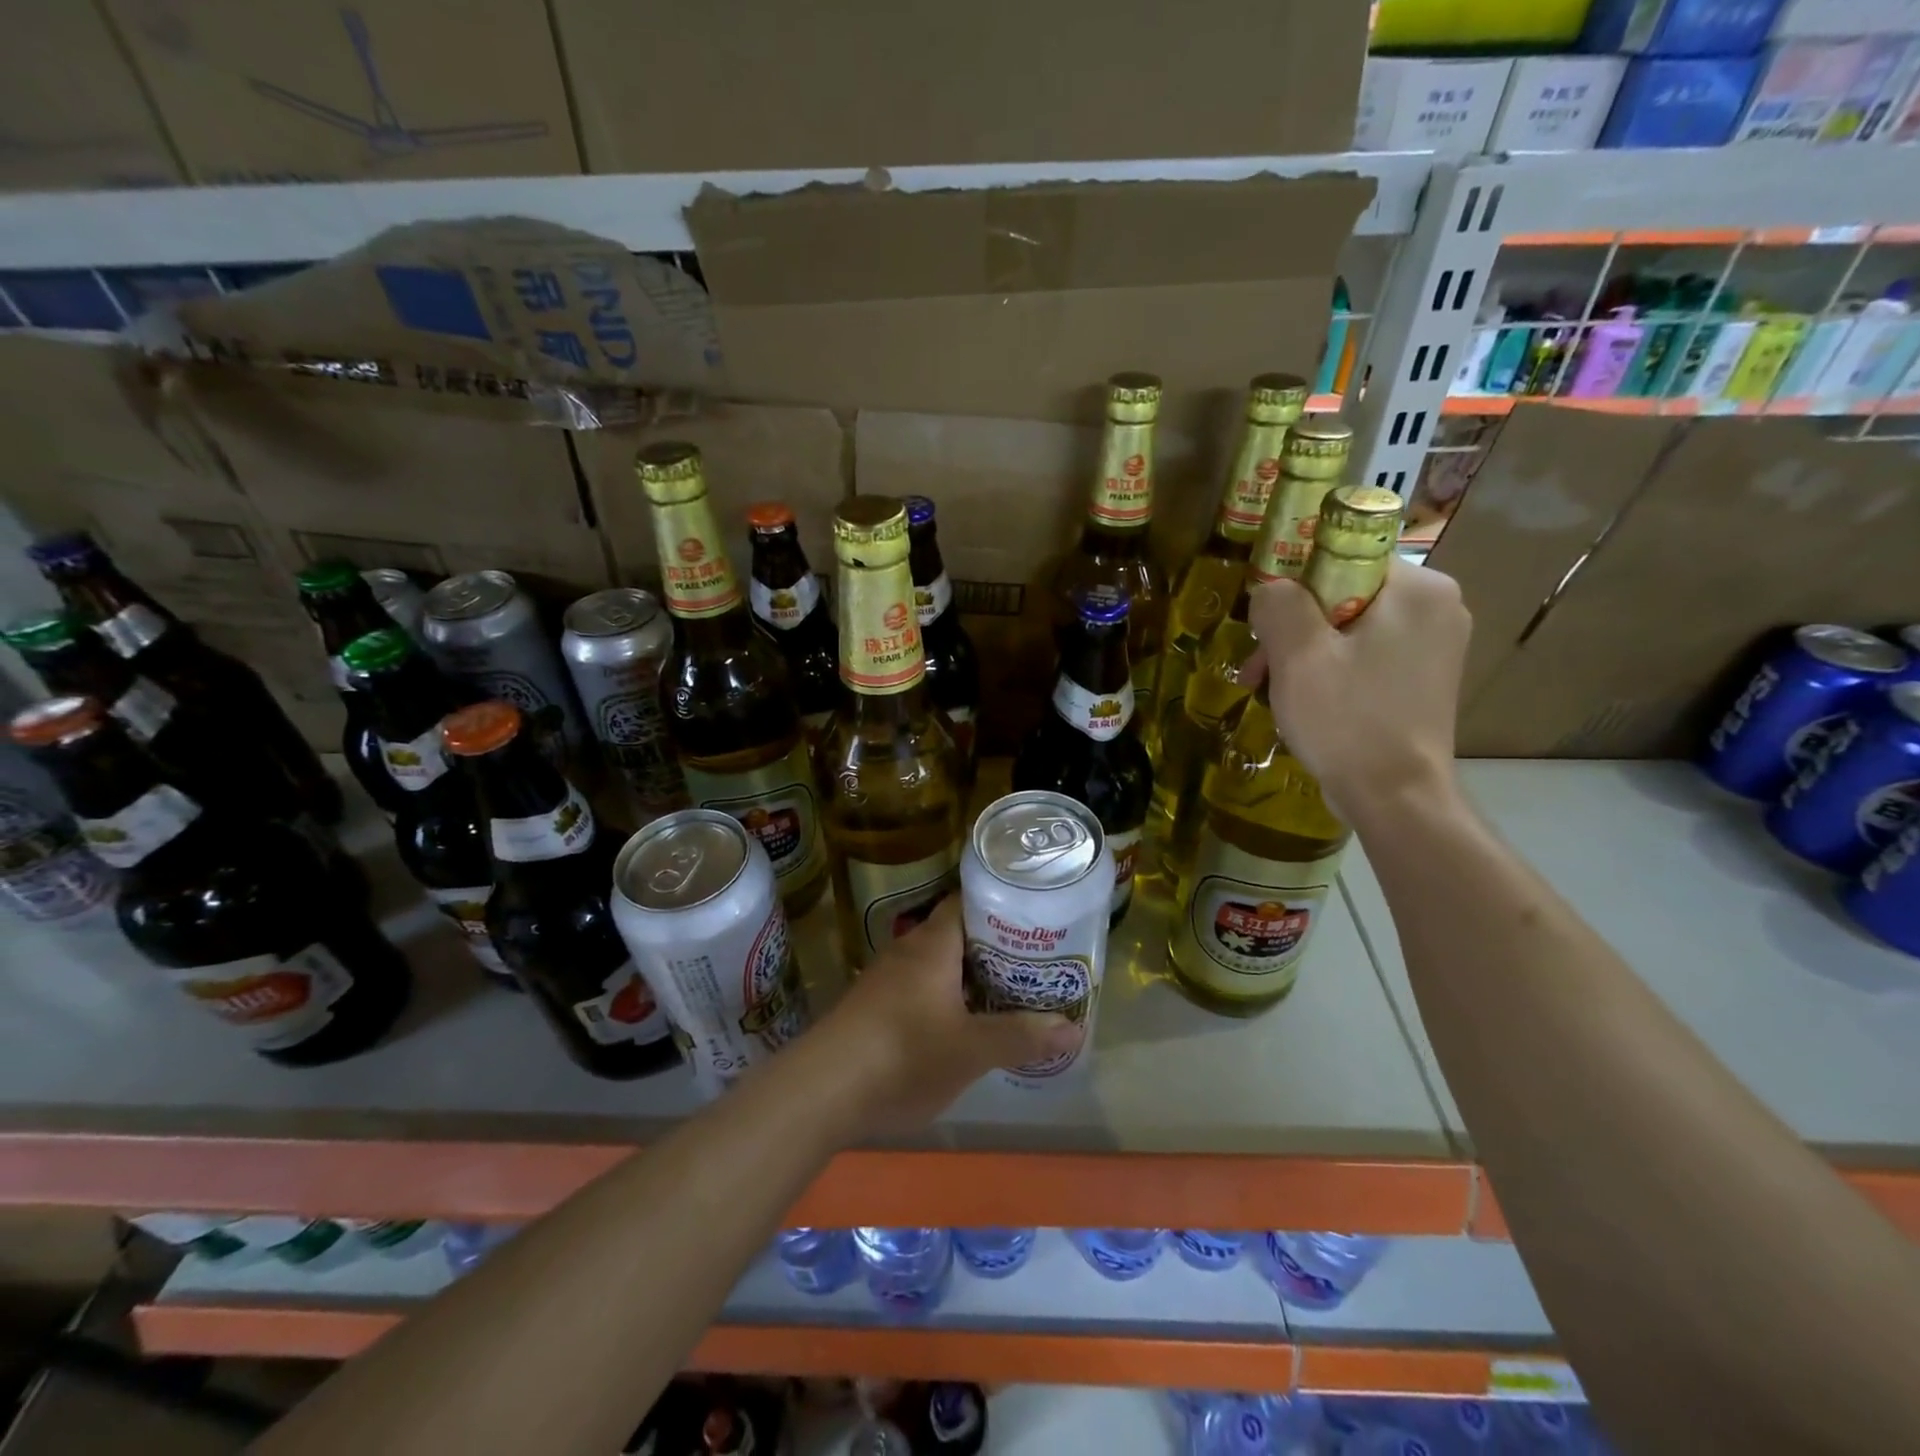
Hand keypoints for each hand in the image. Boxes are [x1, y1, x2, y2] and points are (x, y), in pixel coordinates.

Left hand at [816, 898, 1080, 1138]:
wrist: (822, 1091)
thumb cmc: (904, 1054)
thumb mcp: (971, 1050)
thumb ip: (1021, 1036)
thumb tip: (1075, 1027)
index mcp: (932, 945)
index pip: (968, 902)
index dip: (1001, 904)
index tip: (1035, 917)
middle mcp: (907, 952)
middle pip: (957, 935)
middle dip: (994, 948)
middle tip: (1035, 962)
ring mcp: (886, 981)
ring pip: (938, 966)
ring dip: (970, 977)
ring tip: (1009, 993)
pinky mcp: (874, 1010)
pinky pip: (920, 991)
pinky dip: (946, 999)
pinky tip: (964, 1026)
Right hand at [1237, 559, 1471, 823]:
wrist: (1396, 798)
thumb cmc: (1348, 720)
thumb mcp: (1298, 656)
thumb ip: (1279, 604)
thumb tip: (1270, 589)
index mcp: (1419, 590)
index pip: (1343, 556)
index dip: (1293, 582)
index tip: (1263, 621)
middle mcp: (1437, 608)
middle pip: (1343, 594)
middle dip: (1292, 628)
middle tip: (1256, 666)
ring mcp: (1434, 646)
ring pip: (1348, 628)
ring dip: (1302, 653)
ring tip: (1266, 688)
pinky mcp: (1422, 679)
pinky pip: (1363, 656)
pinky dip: (1328, 671)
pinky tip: (1301, 700)